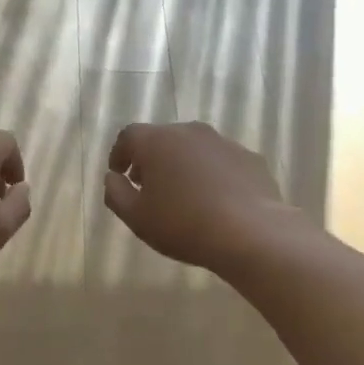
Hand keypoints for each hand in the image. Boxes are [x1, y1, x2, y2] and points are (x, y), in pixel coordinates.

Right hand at [103, 122, 288, 270]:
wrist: (251, 232)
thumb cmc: (183, 224)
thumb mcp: (136, 217)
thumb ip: (116, 193)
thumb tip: (112, 178)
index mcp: (157, 141)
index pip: (128, 136)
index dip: (119, 154)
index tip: (119, 174)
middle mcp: (189, 131)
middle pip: (162, 139)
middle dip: (151, 160)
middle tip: (148, 187)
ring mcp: (223, 142)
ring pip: (193, 149)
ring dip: (182, 165)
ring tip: (183, 195)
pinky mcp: (249, 157)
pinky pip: (220, 162)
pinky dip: (211, 174)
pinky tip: (215, 201)